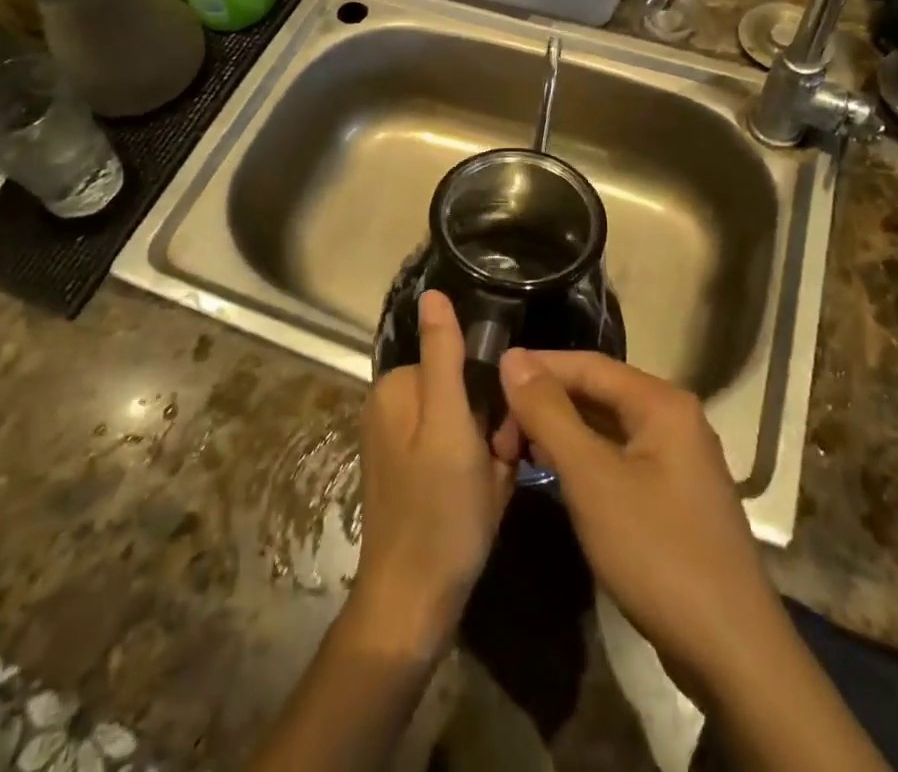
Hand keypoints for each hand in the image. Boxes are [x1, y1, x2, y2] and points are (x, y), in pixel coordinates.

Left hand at [350, 290, 519, 660]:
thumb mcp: (449, 425)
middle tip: (499, 466)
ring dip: (489, 453)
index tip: (504, 432)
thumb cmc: (438, 511)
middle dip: (492, 426)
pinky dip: (477, 473)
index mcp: (398, 388)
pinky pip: (458, 453)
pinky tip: (480, 502)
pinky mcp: (412, 474)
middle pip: (464, 392)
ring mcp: (402, 444)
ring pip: (468, 425)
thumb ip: (444, 356)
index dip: (492, 394)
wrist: (413, 604)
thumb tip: (434, 292)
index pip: (461, 362)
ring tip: (490, 488)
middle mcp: (394, 408)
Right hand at [497, 349, 789, 700]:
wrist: (733, 654)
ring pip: (607, 427)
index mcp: (661, 402)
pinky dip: (584, 459)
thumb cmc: (657, 552)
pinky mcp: (674, 496)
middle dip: (546, 404)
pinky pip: (619, 458)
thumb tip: (512, 358)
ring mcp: (678, 459)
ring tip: (514, 449)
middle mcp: (674, 418)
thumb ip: (549, 413)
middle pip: (598, 392)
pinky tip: (555, 475)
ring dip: (561, 433)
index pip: (588, 364)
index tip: (490, 382)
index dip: (537, 368)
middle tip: (499, 432)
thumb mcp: (592, 478)